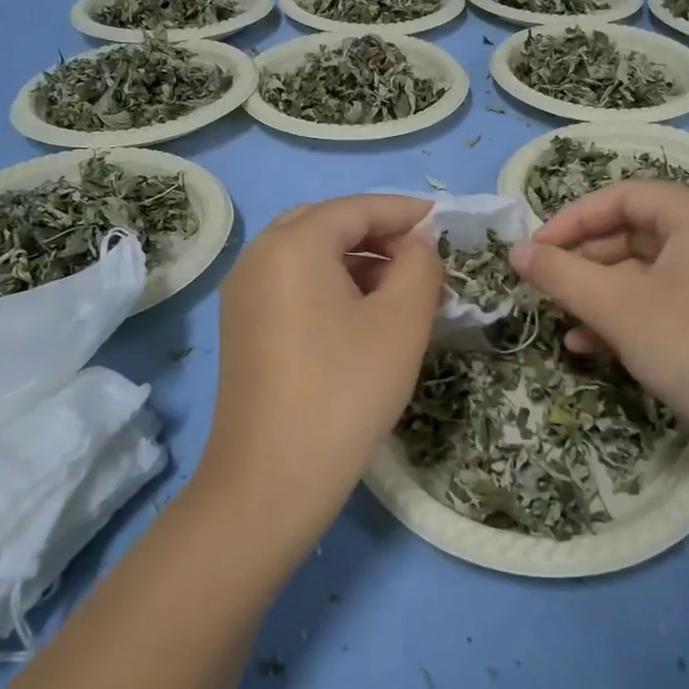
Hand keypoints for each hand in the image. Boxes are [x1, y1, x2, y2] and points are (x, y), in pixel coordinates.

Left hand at [198, 195, 441, 546]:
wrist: (271, 481)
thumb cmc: (345, 391)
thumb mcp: (401, 322)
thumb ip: (420, 265)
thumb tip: (418, 244)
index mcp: (292, 245)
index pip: (356, 207)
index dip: (405, 211)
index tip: (445, 223)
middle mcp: (258, 258)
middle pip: (328, 225)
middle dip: (379, 235)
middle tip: (423, 259)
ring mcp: (243, 295)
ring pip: (309, 257)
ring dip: (357, 263)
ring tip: (404, 291)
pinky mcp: (243, 329)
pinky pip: (293, 287)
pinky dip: (332, 287)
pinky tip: (364, 318)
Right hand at [511, 182, 688, 473]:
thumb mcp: (618, 307)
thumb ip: (560, 274)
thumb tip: (515, 251)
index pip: (622, 196)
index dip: (571, 219)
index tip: (533, 250)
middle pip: (632, 234)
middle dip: (582, 261)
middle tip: (541, 285)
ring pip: (643, 274)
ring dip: (596, 294)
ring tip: (558, 317)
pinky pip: (661, 304)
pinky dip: (623, 318)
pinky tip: (586, 346)